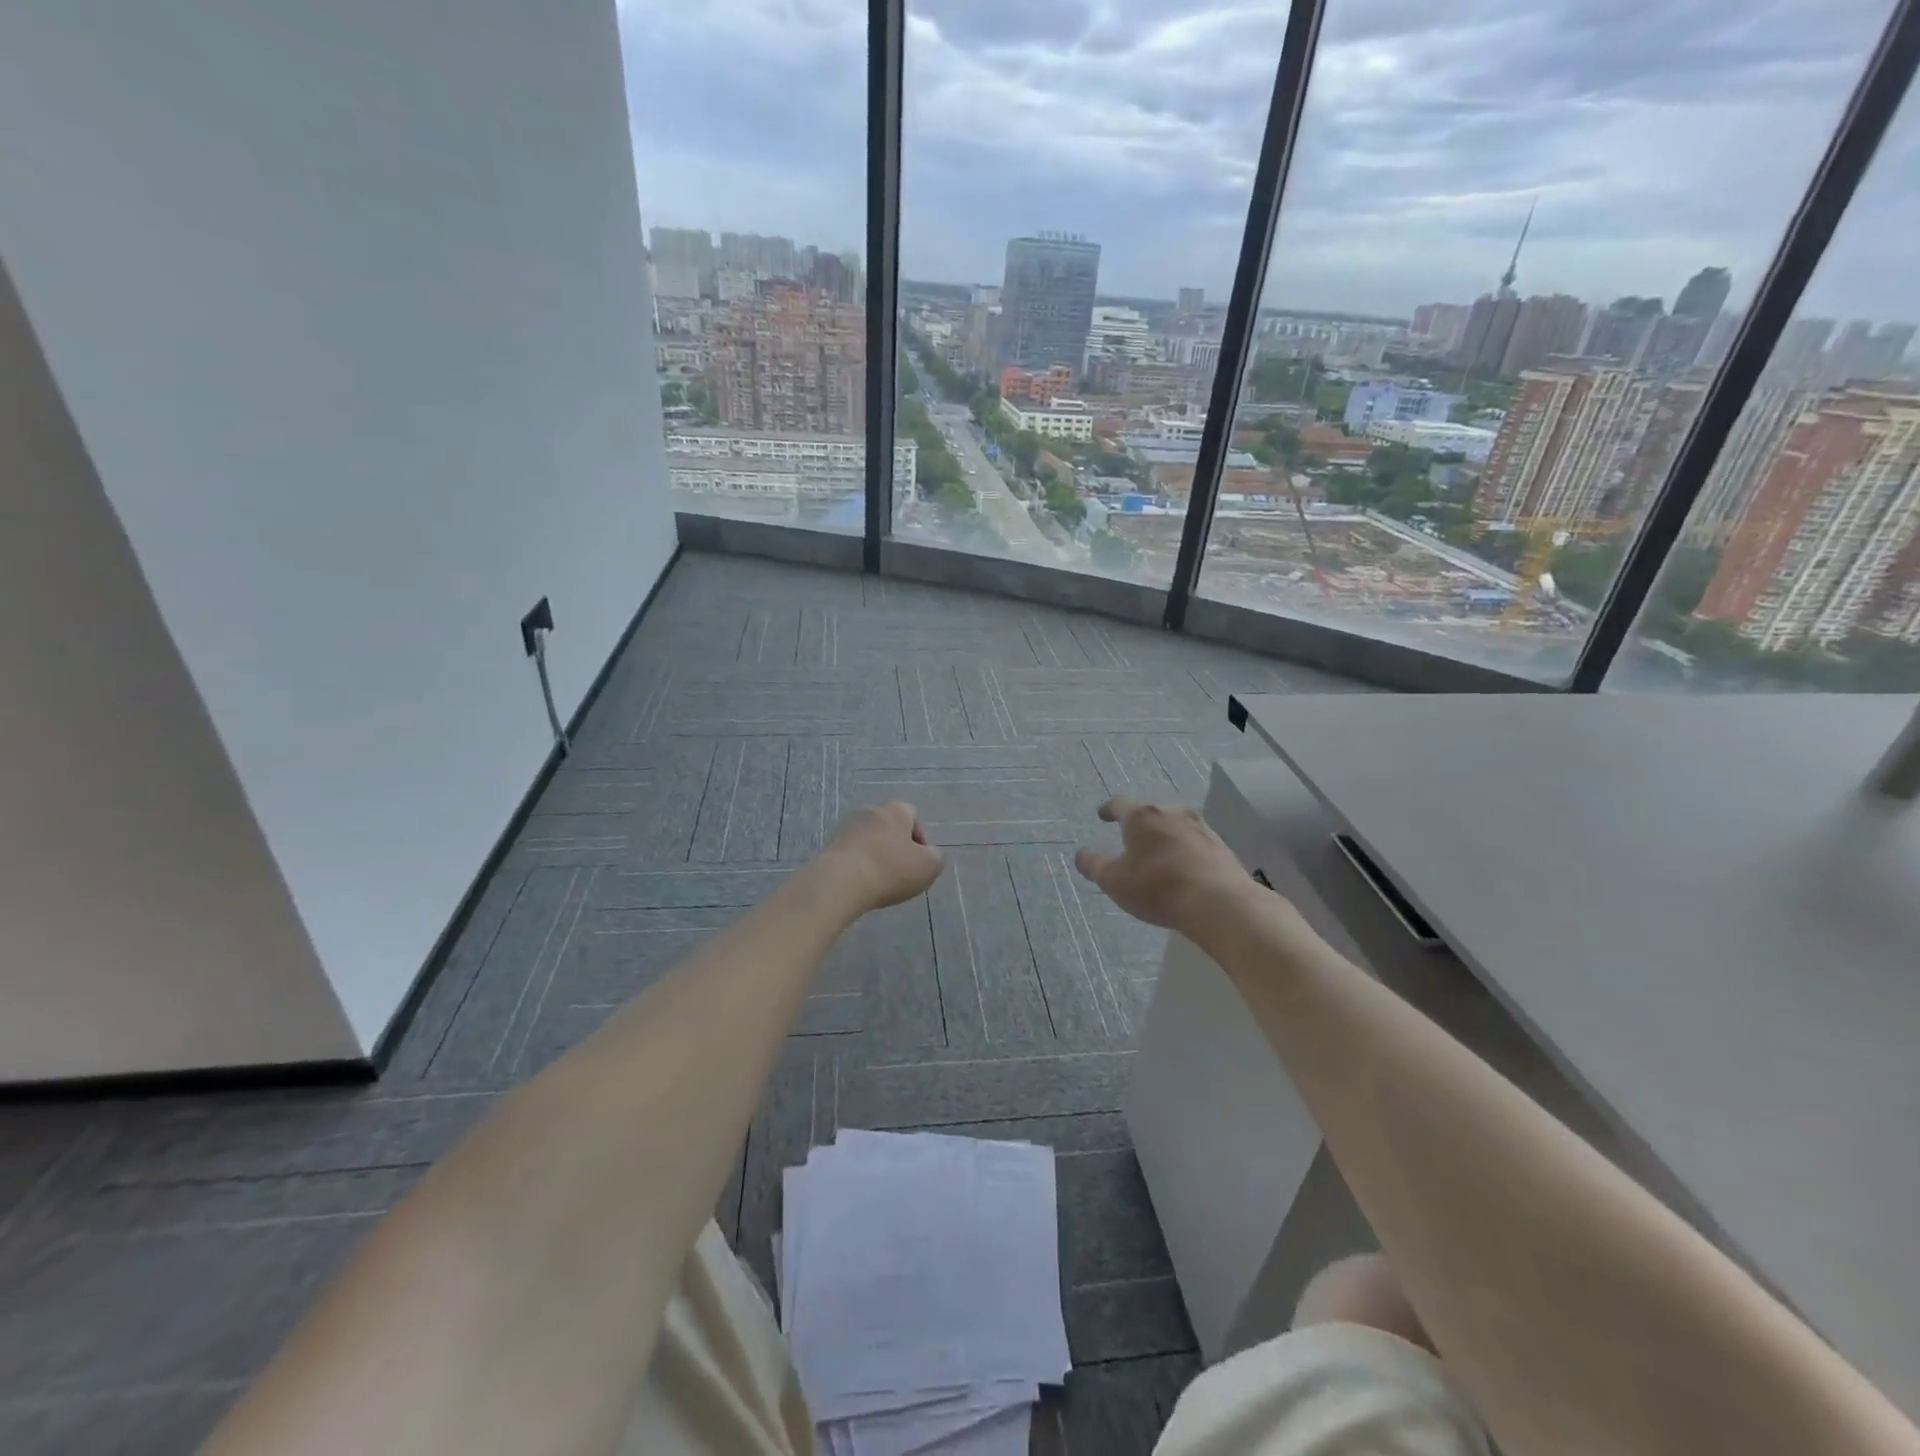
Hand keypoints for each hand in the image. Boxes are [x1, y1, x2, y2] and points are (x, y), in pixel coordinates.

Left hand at [819, 802, 945, 913]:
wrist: (840, 882)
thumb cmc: (890, 870)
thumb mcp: (929, 867)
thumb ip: (936, 857)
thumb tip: (929, 854)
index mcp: (895, 811)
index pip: (912, 815)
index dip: (920, 838)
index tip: (919, 861)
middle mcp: (869, 811)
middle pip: (889, 826)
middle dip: (896, 846)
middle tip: (900, 872)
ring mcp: (846, 827)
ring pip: (868, 839)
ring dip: (875, 855)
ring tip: (879, 881)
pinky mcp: (829, 845)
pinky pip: (851, 853)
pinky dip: (858, 865)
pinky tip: (860, 884)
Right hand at [1075, 797, 1253, 934]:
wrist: (1220, 903)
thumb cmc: (1158, 887)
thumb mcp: (1114, 881)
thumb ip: (1094, 865)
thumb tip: (1082, 855)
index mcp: (1142, 815)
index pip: (1119, 804)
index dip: (1108, 810)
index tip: (1102, 816)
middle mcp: (1172, 812)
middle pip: (1150, 812)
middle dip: (1139, 824)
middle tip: (1130, 839)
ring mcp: (1201, 826)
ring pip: (1175, 825)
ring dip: (1164, 836)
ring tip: (1158, 854)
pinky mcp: (1221, 845)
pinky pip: (1194, 842)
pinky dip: (1184, 849)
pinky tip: (1183, 867)